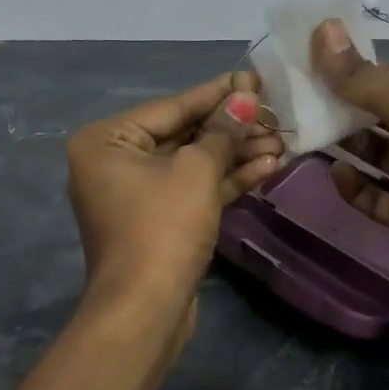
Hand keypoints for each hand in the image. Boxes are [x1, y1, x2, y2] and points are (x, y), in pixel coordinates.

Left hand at [66, 72, 282, 314]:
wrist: (146, 310)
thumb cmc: (163, 227)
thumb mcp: (196, 171)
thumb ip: (222, 131)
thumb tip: (244, 97)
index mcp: (107, 140)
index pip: (171, 106)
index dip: (217, 94)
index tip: (254, 80)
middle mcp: (115, 162)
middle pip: (183, 134)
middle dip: (232, 129)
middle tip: (275, 115)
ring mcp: (137, 195)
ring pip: (192, 164)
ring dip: (235, 155)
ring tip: (281, 142)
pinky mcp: (158, 221)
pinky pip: (193, 190)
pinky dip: (225, 180)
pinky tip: (267, 168)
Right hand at [311, 21, 388, 307]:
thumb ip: (360, 75)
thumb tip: (321, 28)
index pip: (388, 77)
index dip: (351, 69)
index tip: (309, 62)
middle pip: (374, 115)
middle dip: (340, 107)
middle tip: (296, 99)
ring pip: (370, 154)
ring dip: (341, 144)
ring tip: (304, 132)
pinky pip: (370, 196)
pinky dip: (352, 186)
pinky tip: (335, 173)